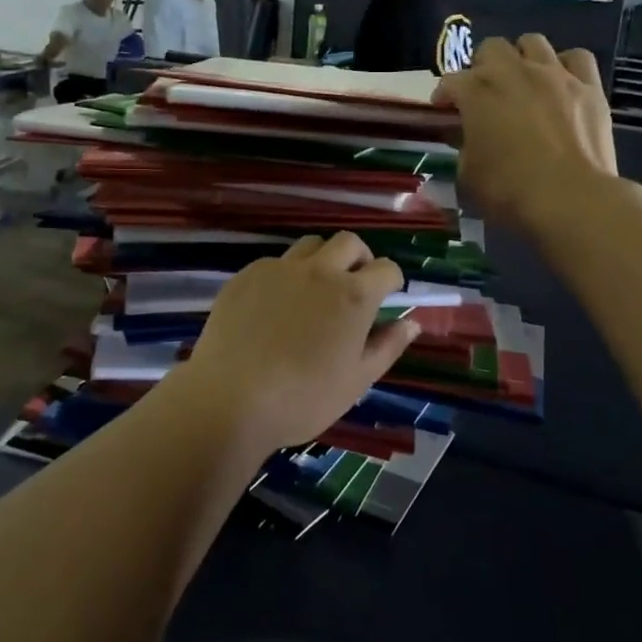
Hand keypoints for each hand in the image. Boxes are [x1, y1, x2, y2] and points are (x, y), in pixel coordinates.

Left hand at [184, 233, 421, 451]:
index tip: (386, 297)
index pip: (387, 268)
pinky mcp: (246, 275)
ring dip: (322, 260)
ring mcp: (279, 269)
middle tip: (353, 286)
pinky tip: (275, 306)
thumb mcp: (357, 381)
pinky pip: (275, 262)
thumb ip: (388, 346)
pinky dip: (286, 275)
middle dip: (359, 258)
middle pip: (349, 242)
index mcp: (354, 295)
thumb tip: (412, 322)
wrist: (230, 399)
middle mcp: (320, 270)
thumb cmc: (303, 398)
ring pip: (310, 245)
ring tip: (315, 291)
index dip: (391, 281)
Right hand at [434, 34, 620, 239]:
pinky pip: (577, 57)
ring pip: (533, 42)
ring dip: (522, 58)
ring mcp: (555, 74)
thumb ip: (463, 148)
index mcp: (477, 92)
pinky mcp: (589, 86)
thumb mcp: (468, 175)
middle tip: (485, 93)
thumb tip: (466, 137)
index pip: (451, 82)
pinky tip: (562, 83)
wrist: (571, 199)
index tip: (444, 112)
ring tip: (523, 81)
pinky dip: (566, 65)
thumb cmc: (509, 190)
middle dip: (483, 66)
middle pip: (491, 48)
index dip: (445, 96)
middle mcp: (514, 71)